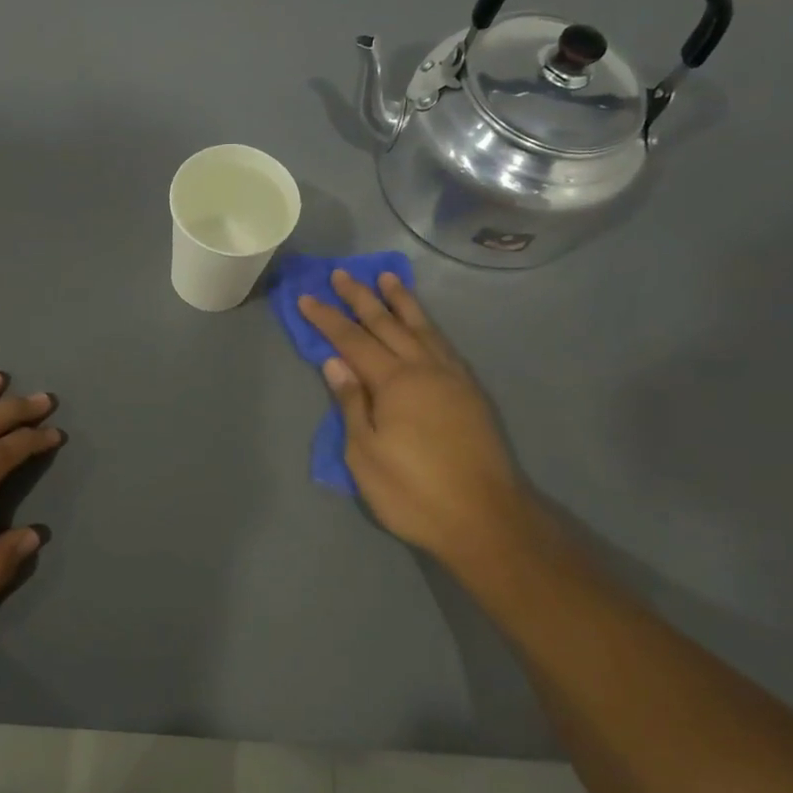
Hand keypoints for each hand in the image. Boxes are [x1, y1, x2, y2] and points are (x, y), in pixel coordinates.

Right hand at [298, 271, 533, 567]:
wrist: (485, 517)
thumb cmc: (413, 491)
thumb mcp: (365, 455)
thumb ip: (351, 404)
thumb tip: (335, 363)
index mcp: (394, 383)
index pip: (352, 341)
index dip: (327, 319)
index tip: (307, 297)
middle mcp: (424, 369)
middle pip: (387, 325)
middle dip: (361, 299)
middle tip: (342, 274)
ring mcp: (452, 378)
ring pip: (422, 328)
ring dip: (402, 302)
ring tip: (388, 278)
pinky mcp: (470, 393)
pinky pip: (444, 344)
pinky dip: (428, 326)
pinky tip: (424, 325)